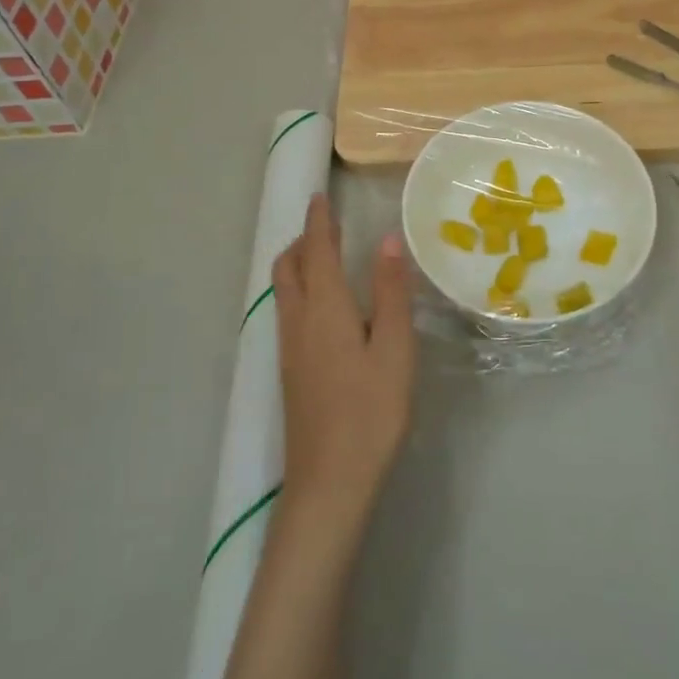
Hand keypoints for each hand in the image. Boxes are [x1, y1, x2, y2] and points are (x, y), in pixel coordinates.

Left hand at [271, 194, 416, 531]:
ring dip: (298, 263)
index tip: (321, 195)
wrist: (329, 483)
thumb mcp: (394, 349)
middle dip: (303, 239)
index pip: (317, 250)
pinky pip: (287, 311)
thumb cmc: (370, 412)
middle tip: (326, 224)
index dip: (319, 220)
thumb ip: (390, 292)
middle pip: (288, 267)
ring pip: (283, 290)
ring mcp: (289, 349)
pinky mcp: (290, 372)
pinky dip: (299, 288)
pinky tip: (322, 305)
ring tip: (323, 255)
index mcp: (324, 308)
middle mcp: (298, 321)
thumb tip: (387, 240)